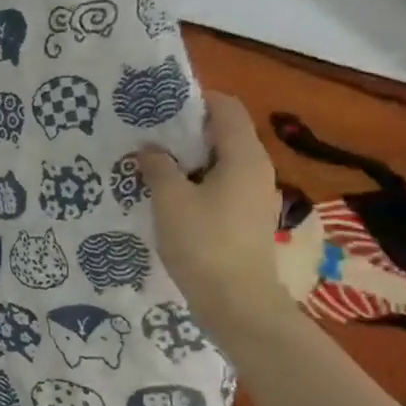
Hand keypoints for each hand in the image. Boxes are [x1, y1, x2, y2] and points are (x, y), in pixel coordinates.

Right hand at [138, 92, 295, 338]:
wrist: (238, 304)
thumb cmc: (204, 244)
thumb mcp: (170, 200)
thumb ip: (157, 167)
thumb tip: (150, 150)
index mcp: (243, 155)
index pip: (225, 107)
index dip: (194, 100)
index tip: (159, 108)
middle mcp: (257, 169)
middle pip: (223, 134)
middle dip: (186, 132)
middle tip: (149, 136)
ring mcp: (256, 196)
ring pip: (221, 163)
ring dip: (189, 161)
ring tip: (154, 167)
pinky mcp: (248, 220)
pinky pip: (223, 187)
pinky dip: (198, 184)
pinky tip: (171, 199)